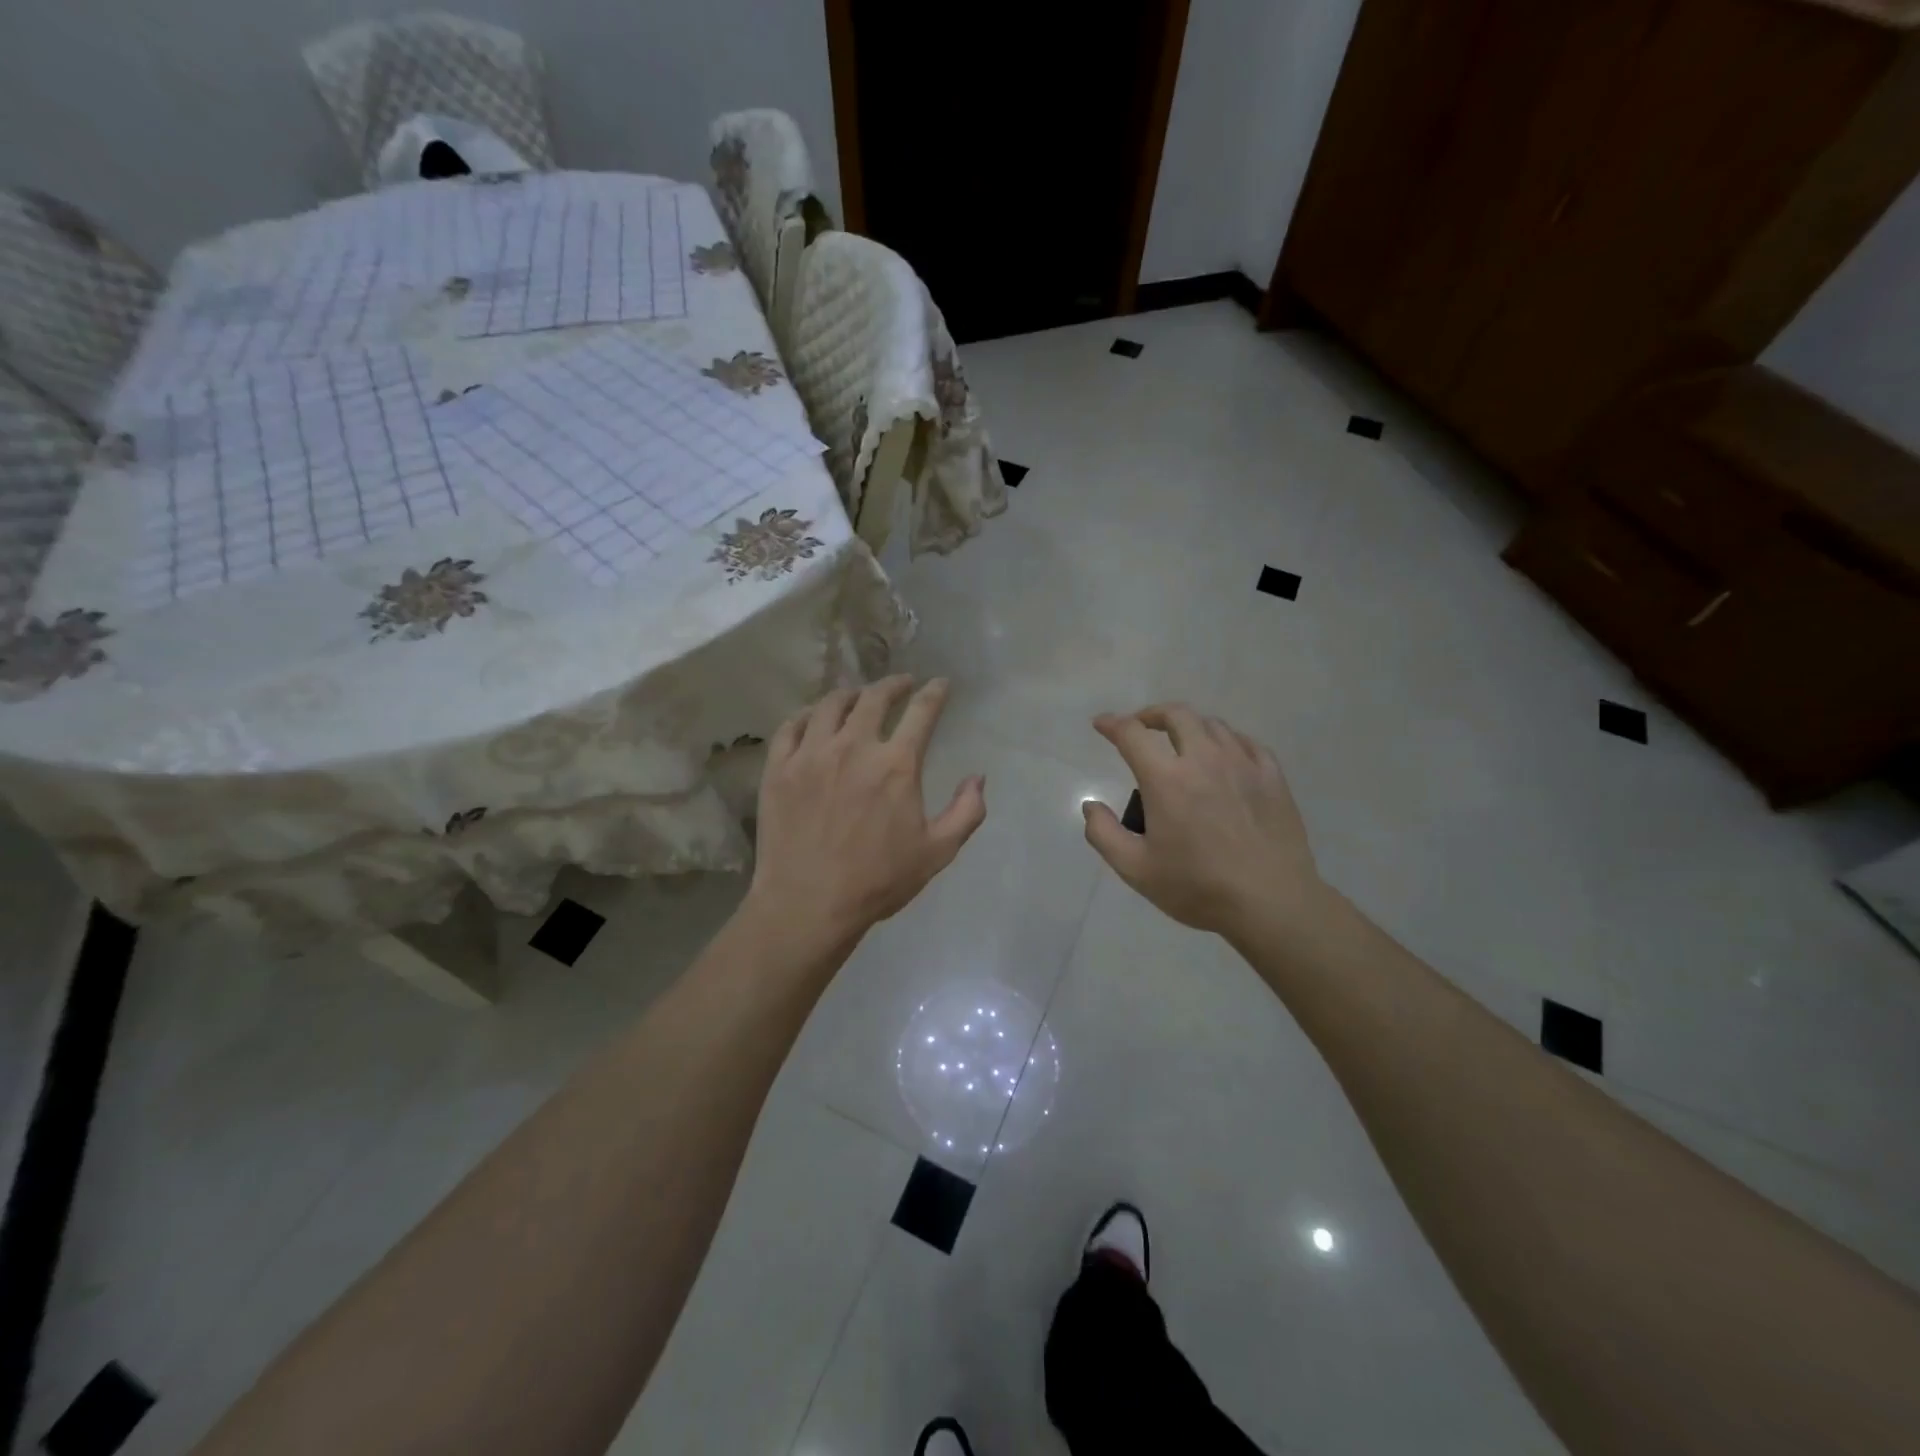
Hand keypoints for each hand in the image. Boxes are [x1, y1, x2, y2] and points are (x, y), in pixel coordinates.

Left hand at [748, 675, 986, 948]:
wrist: (807, 904)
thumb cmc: (877, 881)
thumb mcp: (937, 853)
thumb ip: (966, 812)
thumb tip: (978, 777)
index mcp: (896, 765)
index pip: (922, 712)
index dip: (934, 693)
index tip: (940, 684)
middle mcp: (854, 747)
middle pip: (874, 697)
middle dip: (893, 684)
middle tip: (902, 684)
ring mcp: (811, 754)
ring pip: (830, 705)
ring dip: (851, 694)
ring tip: (858, 696)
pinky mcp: (779, 768)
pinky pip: (791, 726)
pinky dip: (808, 715)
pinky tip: (815, 718)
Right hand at [1083, 704, 1322, 941]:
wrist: (1272, 903)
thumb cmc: (1198, 887)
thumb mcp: (1136, 869)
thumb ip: (1104, 834)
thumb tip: (1090, 806)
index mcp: (1166, 779)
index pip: (1132, 734)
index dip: (1112, 724)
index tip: (1101, 725)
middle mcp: (1204, 759)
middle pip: (1176, 715)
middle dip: (1151, 715)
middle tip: (1140, 728)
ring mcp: (1243, 764)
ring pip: (1212, 725)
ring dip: (1188, 726)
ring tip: (1180, 743)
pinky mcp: (1272, 777)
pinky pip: (1246, 742)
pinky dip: (1225, 740)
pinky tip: (1223, 756)